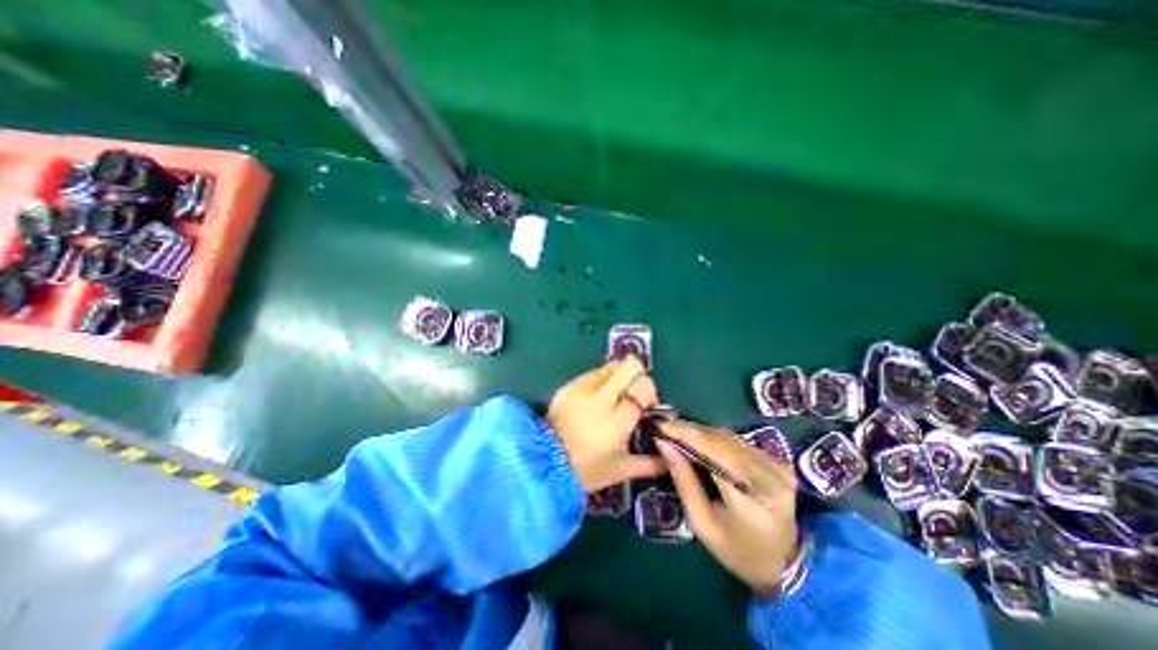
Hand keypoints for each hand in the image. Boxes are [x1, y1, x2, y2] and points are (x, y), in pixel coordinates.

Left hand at [550, 355, 664, 491]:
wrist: (545, 463)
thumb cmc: (586, 470)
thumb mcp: (621, 470)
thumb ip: (650, 463)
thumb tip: (670, 459)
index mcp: (616, 422)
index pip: (642, 388)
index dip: (649, 391)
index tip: (646, 405)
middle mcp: (600, 399)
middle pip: (629, 366)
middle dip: (638, 375)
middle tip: (633, 394)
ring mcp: (582, 389)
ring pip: (612, 365)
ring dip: (619, 376)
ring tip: (615, 395)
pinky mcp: (569, 385)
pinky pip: (593, 372)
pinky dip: (602, 380)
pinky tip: (597, 398)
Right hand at [656, 420, 802, 595]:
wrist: (783, 563)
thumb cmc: (736, 549)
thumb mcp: (702, 523)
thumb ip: (684, 482)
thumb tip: (664, 444)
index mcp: (751, 502)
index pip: (716, 456)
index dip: (688, 436)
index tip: (662, 426)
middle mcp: (770, 478)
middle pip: (723, 442)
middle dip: (691, 431)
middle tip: (665, 425)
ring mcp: (778, 467)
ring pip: (730, 437)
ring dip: (701, 432)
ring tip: (677, 430)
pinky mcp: (778, 462)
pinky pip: (739, 441)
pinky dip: (715, 438)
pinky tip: (698, 438)